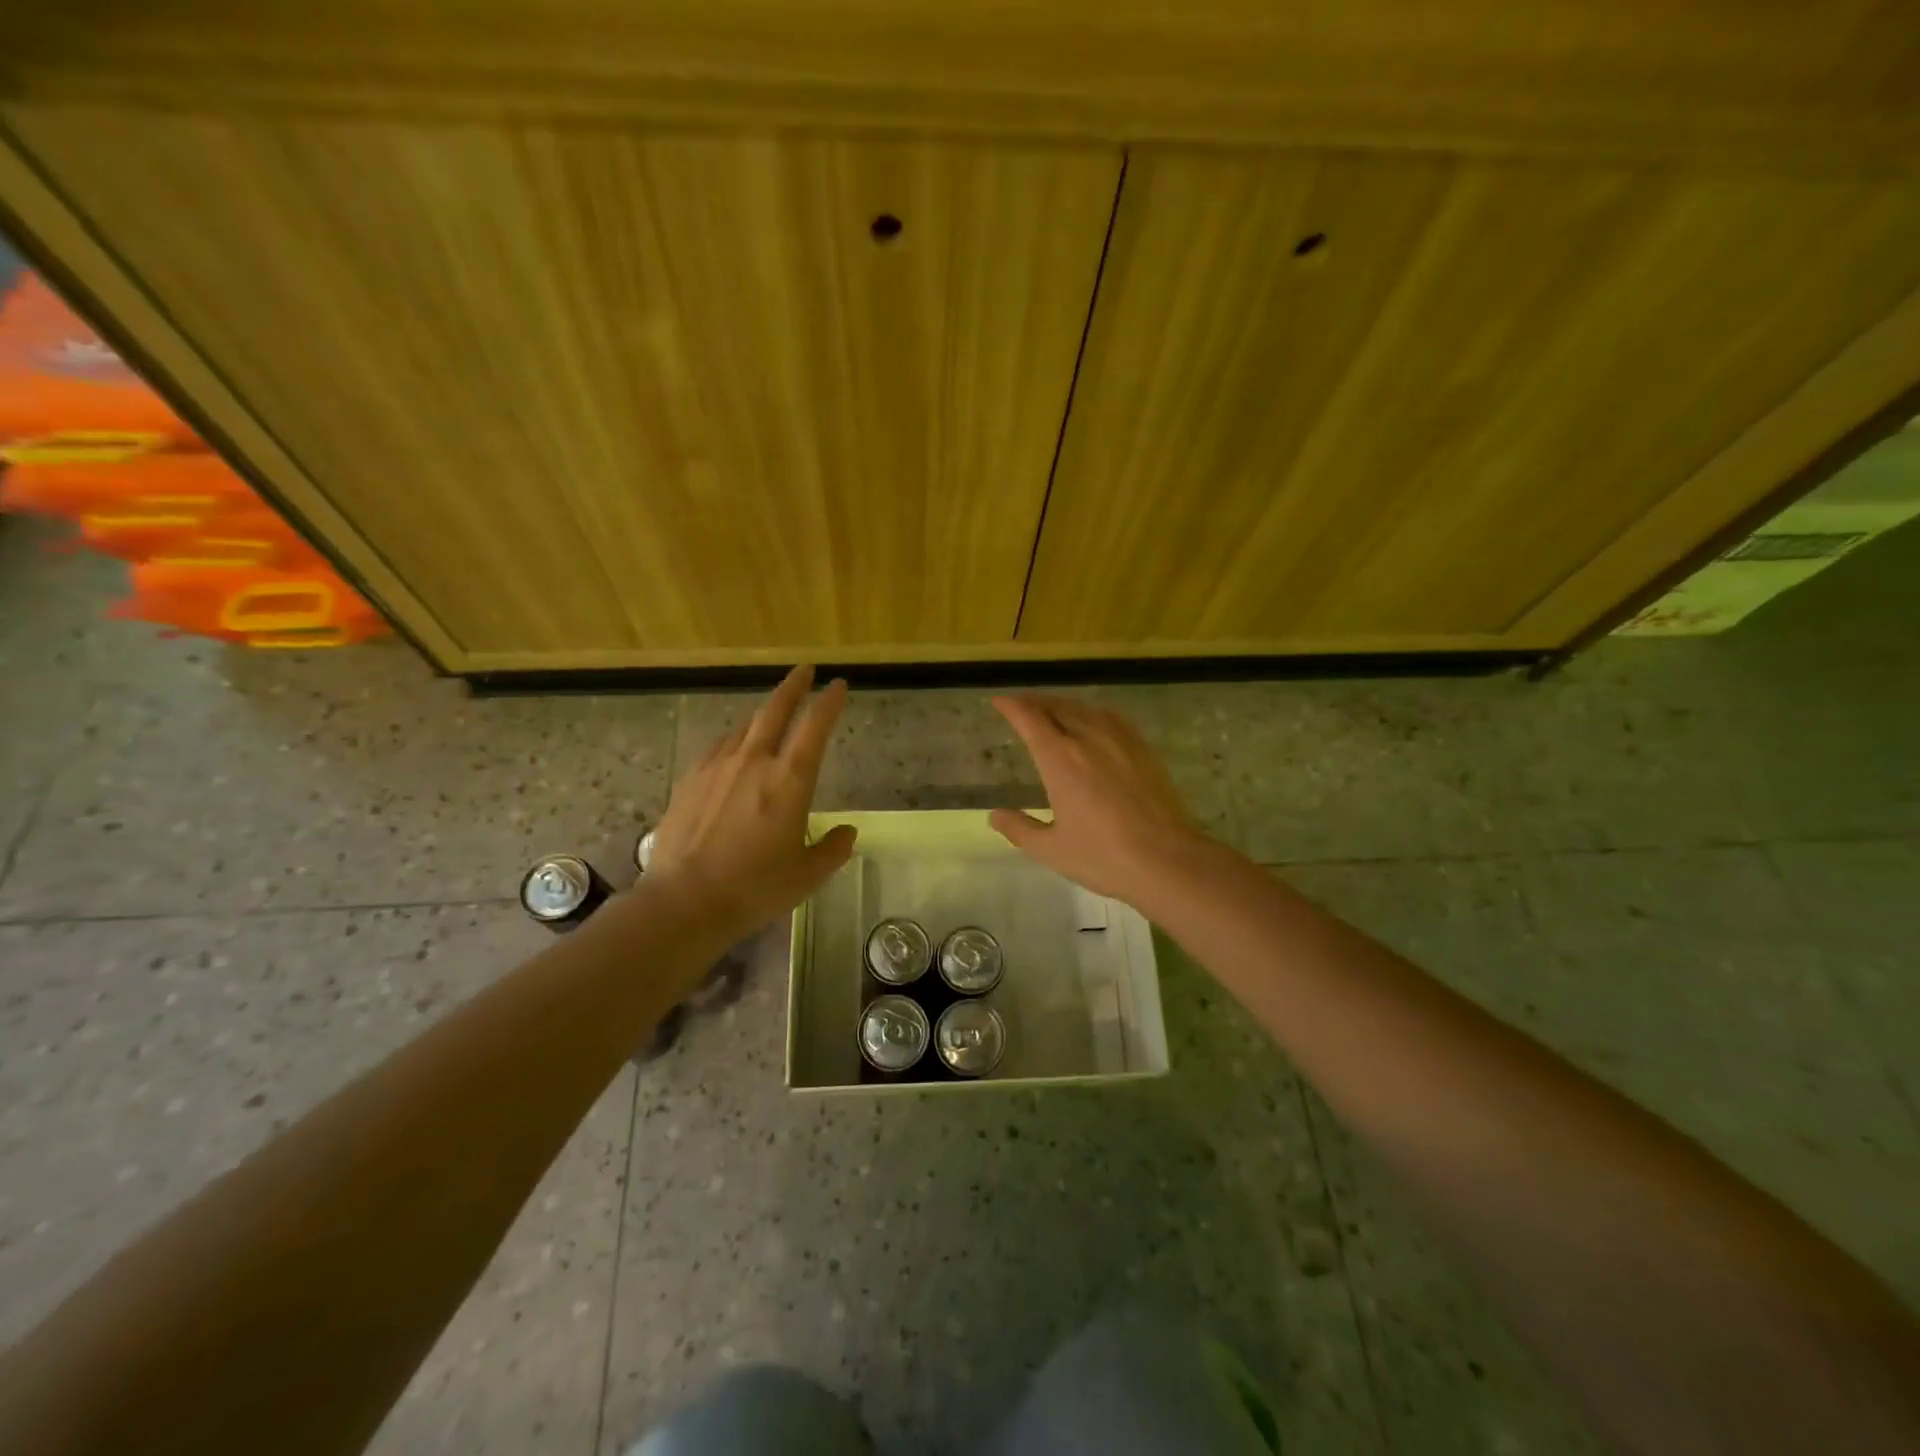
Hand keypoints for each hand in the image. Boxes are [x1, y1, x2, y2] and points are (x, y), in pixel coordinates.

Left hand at [645, 665, 857, 935]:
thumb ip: (832, 849)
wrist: (684, 901)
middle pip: (775, 710)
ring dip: (761, 716)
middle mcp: (754, 762)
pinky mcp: (690, 781)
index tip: (838, 685)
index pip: (815, 726)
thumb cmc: (755, 888)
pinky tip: (733, 753)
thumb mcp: (807, 875)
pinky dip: (733, 742)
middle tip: (805, 670)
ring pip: (744, 728)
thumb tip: (847, 832)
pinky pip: (718, 749)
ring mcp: (717, 768)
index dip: (829, 702)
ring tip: (770, 717)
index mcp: (790, 780)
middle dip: (793, 686)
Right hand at [989, 694, 1217, 905]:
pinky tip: (1094, 722)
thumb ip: (1020, 828)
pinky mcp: (1143, 749)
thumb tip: (995, 815)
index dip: (1012, 706)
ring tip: (1053, 710)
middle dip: (1035, 702)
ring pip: (1085, 709)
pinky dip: (1093, 712)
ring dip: (1063, 705)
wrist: (1167, 860)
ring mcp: (1120, 740)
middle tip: (1021, 706)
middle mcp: (1088, 738)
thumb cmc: (1103, 856)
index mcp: (1060, 759)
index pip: (1029, 719)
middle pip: (1057, 707)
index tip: (999, 702)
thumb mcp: (1051, 849)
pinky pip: (1112, 718)